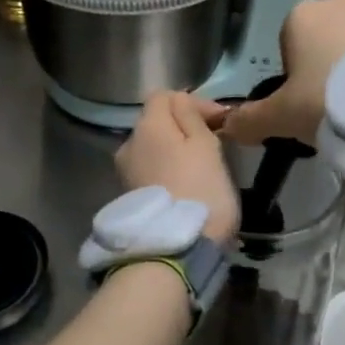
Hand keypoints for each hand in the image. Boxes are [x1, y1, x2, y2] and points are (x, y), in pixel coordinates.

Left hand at [116, 91, 239, 243]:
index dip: (193, 102)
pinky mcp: (131, 196)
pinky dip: (168, 171)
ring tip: (202, 167)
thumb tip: (180, 99)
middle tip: (215, 144)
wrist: (177, 249)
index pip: (164, 95)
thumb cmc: (200, 190)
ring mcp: (126, 172)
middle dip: (183, 127)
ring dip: (175, 151)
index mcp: (147, 125)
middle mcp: (128, 143)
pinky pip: (151, 171)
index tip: (219, 121)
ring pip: (154, 148)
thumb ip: (191, 115)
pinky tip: (187, 186)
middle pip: (156, 122)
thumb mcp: (206, 145)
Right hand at [221, 0, 344, 146]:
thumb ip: (249, 120)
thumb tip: (225, 126)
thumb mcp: (281, 116)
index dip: (292, 80)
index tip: (305, 105)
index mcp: (300, 14)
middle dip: (323, 72)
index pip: (286, 47)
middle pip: (320, 43)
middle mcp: (336, 3)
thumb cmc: (327, 100)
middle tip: (331, 109)